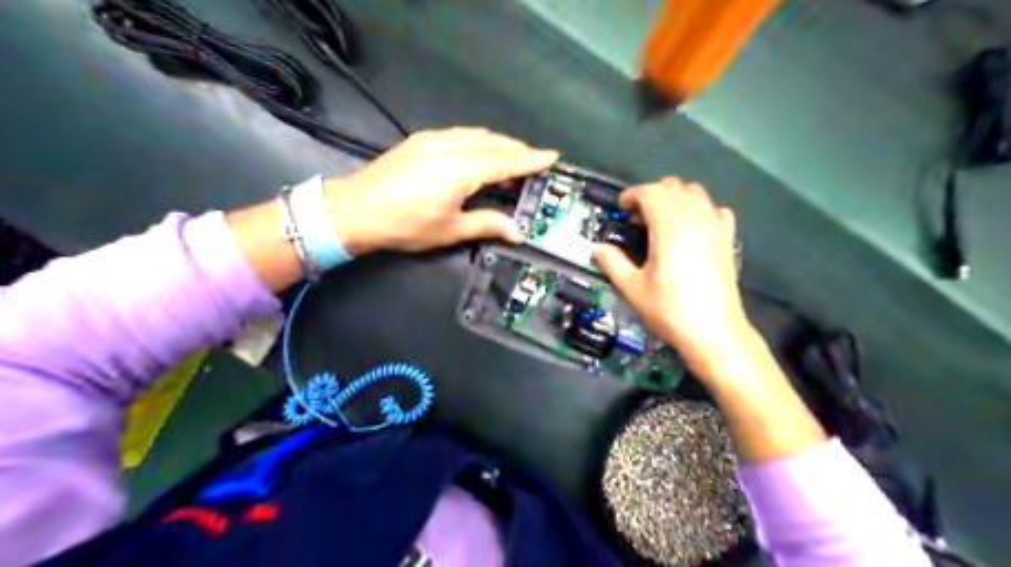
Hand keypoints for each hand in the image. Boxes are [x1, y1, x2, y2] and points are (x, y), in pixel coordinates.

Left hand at [325, 128, 555, 255]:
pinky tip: (481, 149)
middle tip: (536, 160)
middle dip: (518, 149)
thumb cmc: (405, 225)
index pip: (506, 161)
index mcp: (462, 171)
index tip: (552, 156)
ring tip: (513, 155)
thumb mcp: (450, 230)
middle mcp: (451, 147)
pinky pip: (460, 133)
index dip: (531, 159)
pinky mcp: (421, 139)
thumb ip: (487, 224)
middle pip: (494, 142)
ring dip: (499, 142)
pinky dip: (479, 139)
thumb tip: (518, 232)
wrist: (356, 210)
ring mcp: (434, 139)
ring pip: (477, 134)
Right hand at [595, 178, 748, 376]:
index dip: (633, 195)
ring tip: (662, 220)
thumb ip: (612, 263)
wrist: (714, 332)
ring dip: (675, 198)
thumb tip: (597, 248)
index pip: (651, 192)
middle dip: (652, 194)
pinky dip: (700, 209)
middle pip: (674, 186)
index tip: (622, 209)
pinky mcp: (728, 239)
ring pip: (696, 192)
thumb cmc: (669, 310)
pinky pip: (715, 209)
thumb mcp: (633, 288)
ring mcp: (715, 227)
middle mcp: (695, 219)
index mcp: (669, 227)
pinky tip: (691, 228)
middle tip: (638, 217)